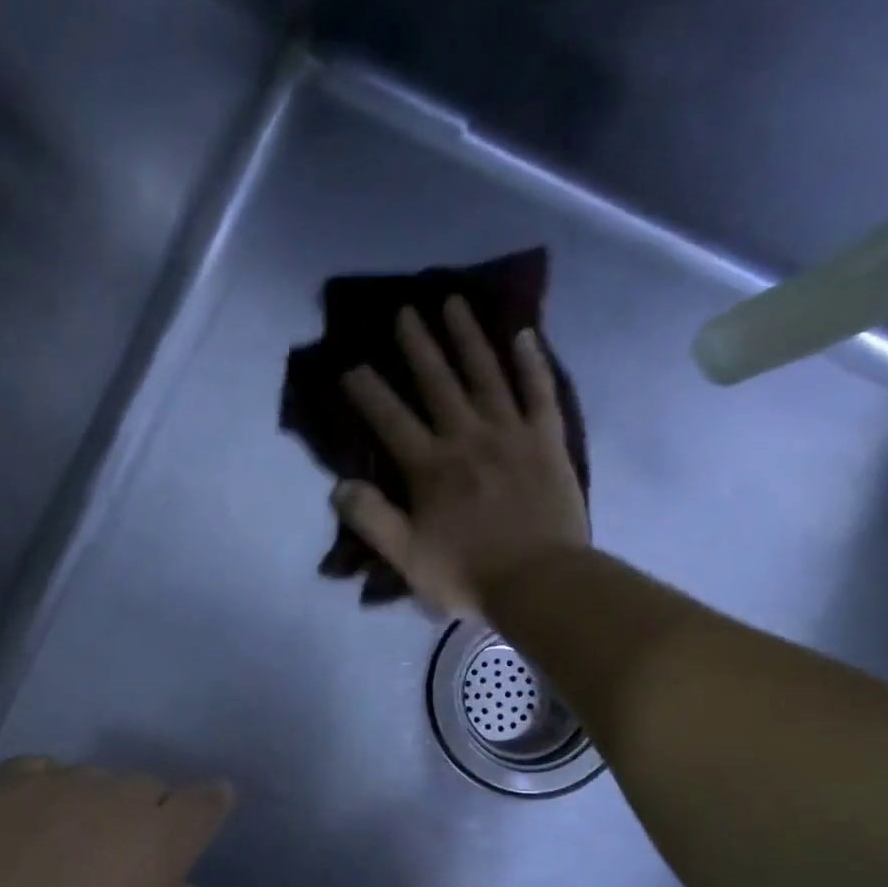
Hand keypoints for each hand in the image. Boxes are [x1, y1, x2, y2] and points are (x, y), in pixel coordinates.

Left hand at [0, 758, 234, 886]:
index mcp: (158, 845)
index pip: (203, 804)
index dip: (209, 806)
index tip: (208, 810)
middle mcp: (111, 799)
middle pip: (145, 788)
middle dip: (145, 816)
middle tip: (119, 859)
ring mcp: (48, 785)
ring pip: (90, 781)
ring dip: (90, 808)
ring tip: (58, 851)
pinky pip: (36, 774)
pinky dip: (41, 796)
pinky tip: (16, 833)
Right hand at [337, 296, 588, 616]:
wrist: (540, 583)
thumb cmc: (468, 575)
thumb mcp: (408, 558)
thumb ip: (372, 520)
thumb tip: (339, 486)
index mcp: (430, 468)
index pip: (391, 420)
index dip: (368, 392)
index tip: (350, 365)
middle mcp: (468, 438)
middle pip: (438, 382)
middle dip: (418, 346)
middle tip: (404, 311)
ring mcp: (511, 434)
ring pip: (486, 374)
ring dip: (468, 337)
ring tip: (453, 302)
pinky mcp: (547, 440)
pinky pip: (539, 392)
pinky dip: (531, 362)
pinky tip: (523, 334)